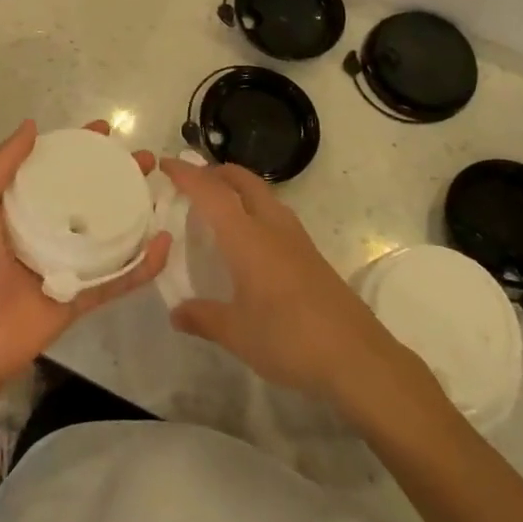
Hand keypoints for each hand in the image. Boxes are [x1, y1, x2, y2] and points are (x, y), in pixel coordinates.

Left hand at [0, 120, 170, 395]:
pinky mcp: (86, 295)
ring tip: (160, 191)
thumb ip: (0, 166)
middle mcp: (51, 231)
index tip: (105, 131)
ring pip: (113, 232)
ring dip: (138, 211)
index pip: (58, 170)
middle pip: (93, 196)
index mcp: (24, 209)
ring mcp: (72, 264)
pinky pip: (120, 278)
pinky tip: (164, 243)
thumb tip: (32, 126)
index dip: (81, 148)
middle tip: (144, 159)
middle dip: (120, 175)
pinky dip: (144, 264)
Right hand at [163, 158, 398, 406]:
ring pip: (264, 195)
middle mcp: (272, 227)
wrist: (357, 357)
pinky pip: (276, 216)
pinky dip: (255, 210)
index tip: (165, 164)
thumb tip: (176, 313)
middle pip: (243, 181)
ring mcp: (297, 239)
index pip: (211, 192)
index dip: (187, 174)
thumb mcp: (237, 333)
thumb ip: (203, 318)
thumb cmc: (289, 339)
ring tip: (218, 207)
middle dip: (217, 172)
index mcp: (247, 237)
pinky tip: (250, 241)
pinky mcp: (312, 255)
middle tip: (193, 180)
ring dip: (239, 189)